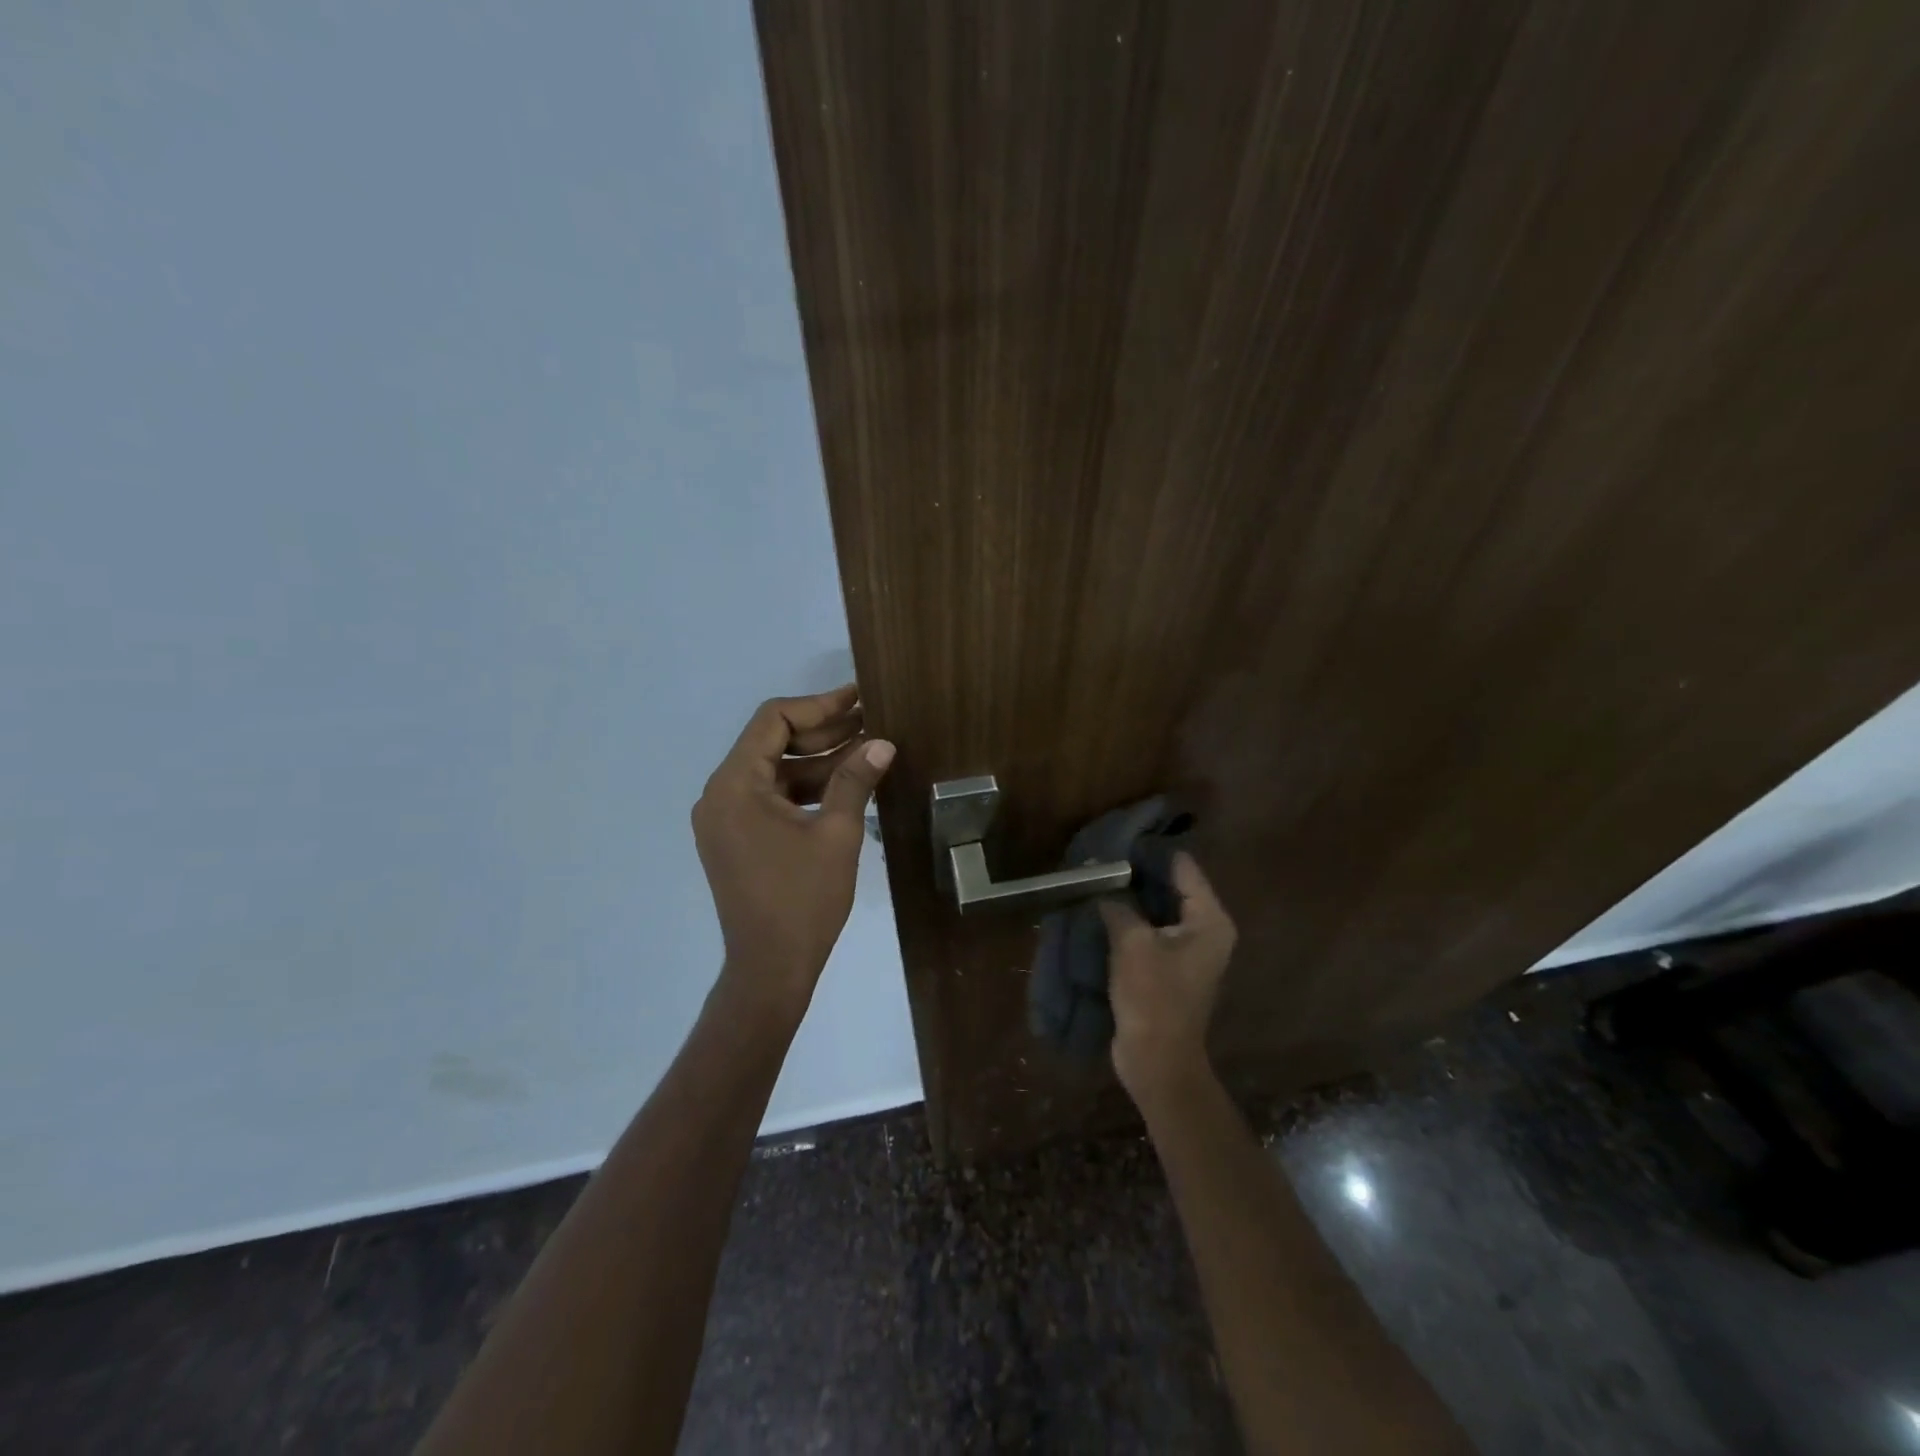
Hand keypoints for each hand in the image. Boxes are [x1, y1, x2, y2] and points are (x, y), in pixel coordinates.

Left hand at [693, 684, 894, 1010]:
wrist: (770, 969)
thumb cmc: (803, 901)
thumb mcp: (836, 835)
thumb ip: (854, 780)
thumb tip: (883, 743)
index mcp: (735, 785)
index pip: (773, 721)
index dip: (819, 705)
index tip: (859, 698)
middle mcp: (720, 794)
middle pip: (772, 742)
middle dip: (823, 731)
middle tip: (872, 721)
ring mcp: (726, 817)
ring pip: (775, 771)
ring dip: (818, 761)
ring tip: (868, 749)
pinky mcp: (737, 837)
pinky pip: (772, 797)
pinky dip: (806, 789)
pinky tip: (846, 783)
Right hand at [1099, 853, 1237, 1103]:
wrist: (1157, 1060)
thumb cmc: (1152, 996)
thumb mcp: (1131, 942)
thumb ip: (1118, 904)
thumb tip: (1101, 882)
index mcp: (1209, 920)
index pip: (1183, 867)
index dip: (1151, 851)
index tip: (1119, 837)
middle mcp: (1206, 930)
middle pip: (1171, 886)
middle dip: (1137, 873)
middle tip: (1101, 856)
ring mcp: (1188, 951)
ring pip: (1158, 909)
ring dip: (1131, 897)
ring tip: (1096, 877)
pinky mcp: (1169, 967)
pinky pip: (1150, 931)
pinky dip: (1130, 919)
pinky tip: (1101, 908)